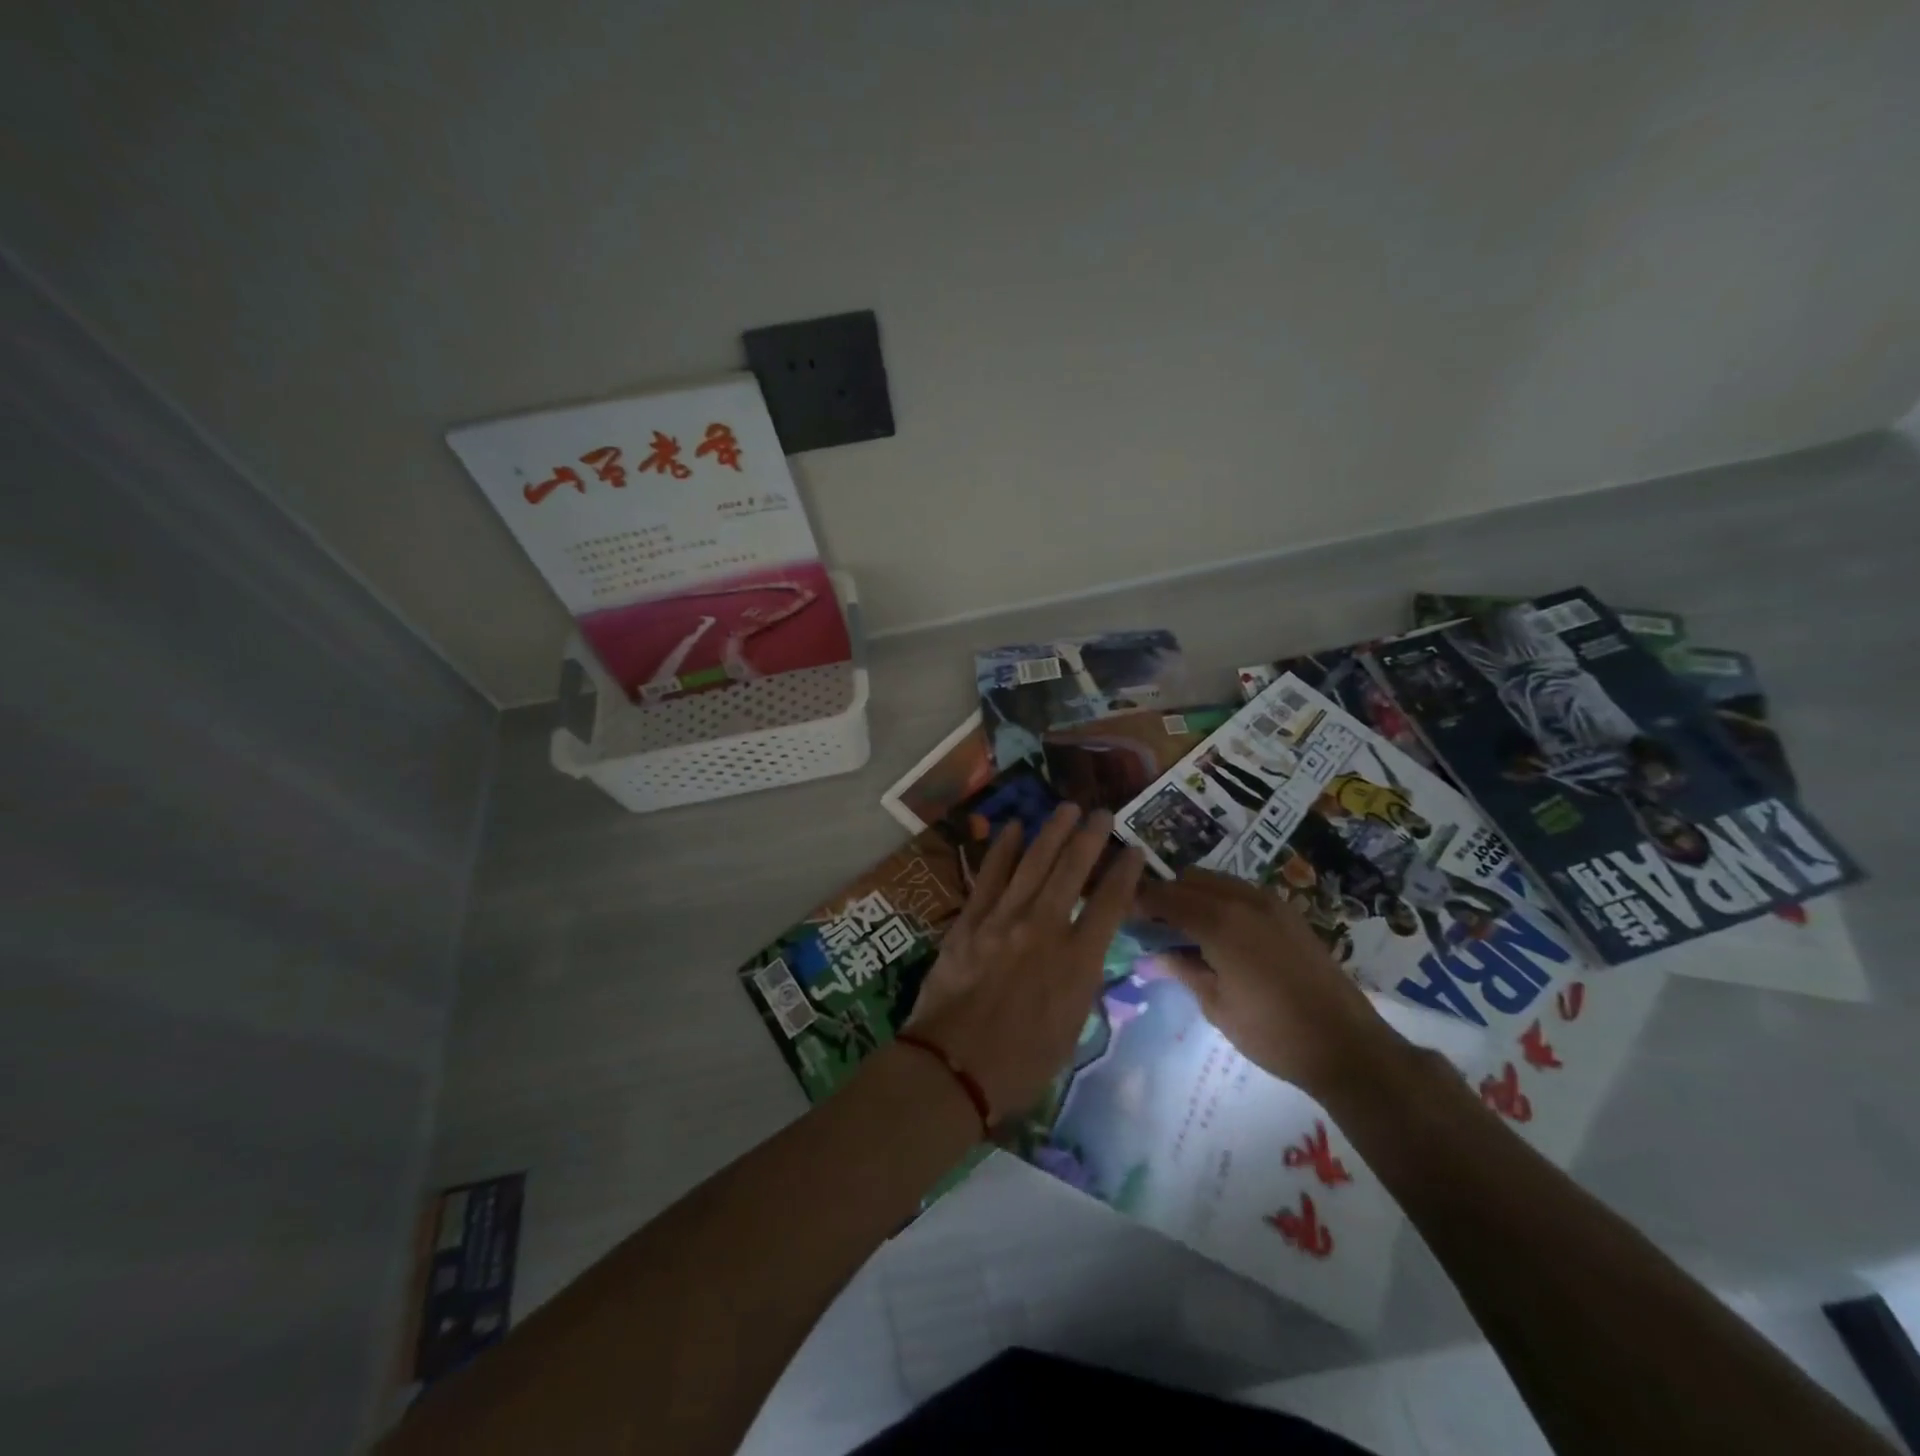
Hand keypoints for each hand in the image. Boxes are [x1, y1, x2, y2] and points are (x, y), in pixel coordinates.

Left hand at [905, 805, 1145, 1120]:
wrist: (954, 1068)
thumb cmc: (1020, 1063)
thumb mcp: (1071, 1028)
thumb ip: (1082, 982)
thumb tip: (1084, 953)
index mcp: (1078, 962)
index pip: (1110, 904)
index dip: (1126, 874)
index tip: (1135, 851)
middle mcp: (1045, 929)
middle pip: (1072, 871)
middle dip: (1090, 837)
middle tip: (1102, 812)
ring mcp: (1003, 919)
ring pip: (1033, 863)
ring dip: (1052, 832)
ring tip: (1067, 808)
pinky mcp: (970, 920)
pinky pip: (989, 876)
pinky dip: (1002, 849)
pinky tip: (1012, 827)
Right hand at [1135, 869, 1402, 1095]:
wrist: (1347, 1045)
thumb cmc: (1273, 1033)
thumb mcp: (1216, 1006)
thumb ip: (1183, 969)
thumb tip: (1153, 954)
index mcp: (1219, 921)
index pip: (1165, 897)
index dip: (1139, 901)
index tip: (1121, 913)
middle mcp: (1242, 899)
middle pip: (1189, 880)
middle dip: (1165, 895)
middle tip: (1150, 925)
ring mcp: (1270, 902)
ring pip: (1215, 881)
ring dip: (1192, 895)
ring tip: (1182, 928)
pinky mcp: (1288, 913)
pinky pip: (1240, 891)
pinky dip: (1219, 900)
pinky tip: (1218, 932)